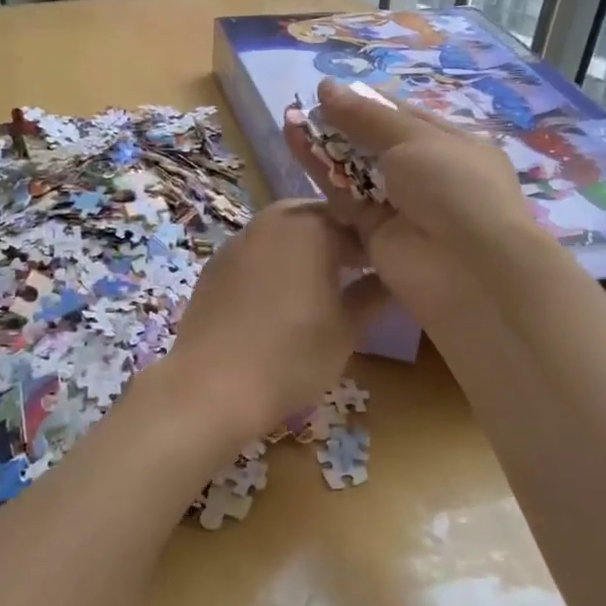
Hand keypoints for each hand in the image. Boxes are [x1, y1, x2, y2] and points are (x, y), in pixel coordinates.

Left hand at [164, 199, 389, 441]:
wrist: (210, 386)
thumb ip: (374, 294)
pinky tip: (281, 300)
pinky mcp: (215, 265)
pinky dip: (275, 265)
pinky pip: (257, 253)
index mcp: (311, 226)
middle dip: (341, 240)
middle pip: (319, 219)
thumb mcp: (347, 329)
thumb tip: (395, 277)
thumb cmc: (291, 356)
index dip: (378, 242)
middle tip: (359, 274)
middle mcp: (272, 221)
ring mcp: (238, 241)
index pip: (359, 221)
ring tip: (322, 287)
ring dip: (307, 250)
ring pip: (285, 233)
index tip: (392, 266)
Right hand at [284, 79, 532, 311]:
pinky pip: (343, 197)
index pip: (406, 117)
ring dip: (325, 146)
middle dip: (343, 124)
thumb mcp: (415, 139)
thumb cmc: (454, 186)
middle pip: (377, 144)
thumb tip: (326, 86)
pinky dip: (320, 173)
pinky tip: (293, 144)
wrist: (467, 268)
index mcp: (453, 146)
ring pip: (355, 170)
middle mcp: (427, 175)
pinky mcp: (373, 233)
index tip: (331, 90)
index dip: (369, 103)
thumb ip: (366, 116)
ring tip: (289, 119)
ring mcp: (400, 206)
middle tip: (304, 104)